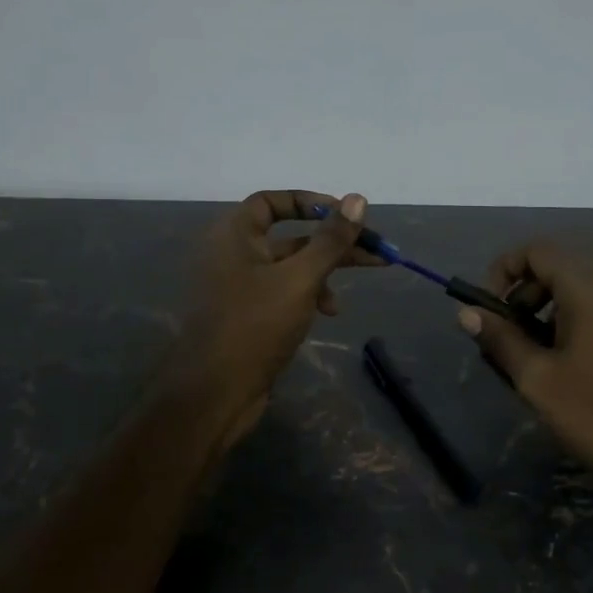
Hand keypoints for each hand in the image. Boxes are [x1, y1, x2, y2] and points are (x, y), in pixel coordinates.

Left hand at [166, 190, 375, 444]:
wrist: (214, 393)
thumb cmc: (255, 325)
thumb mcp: (300, 278)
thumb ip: (330, 240)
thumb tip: (357, 199)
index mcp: (234, 234)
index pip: (272, 201)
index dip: (309, 202)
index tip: (345, 214)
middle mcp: (233, 254)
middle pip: (290, 236)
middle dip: (333, 243)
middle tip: (377, 250)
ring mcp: (239, 287)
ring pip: (291, 267)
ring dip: (325, 273)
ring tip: (354, 290)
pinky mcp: (247, 315)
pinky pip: (283, 292)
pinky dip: (308, 296)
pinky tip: (327, 313)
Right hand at [456, 241, 592, 499]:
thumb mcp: (536, 378)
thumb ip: (500, 338)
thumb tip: (466, 313)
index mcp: (589, 290)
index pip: (538, 250)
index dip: (504, 269)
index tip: (489, 309)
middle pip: (557, 266)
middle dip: (522, 293)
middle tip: (506, 335)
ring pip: (577, 290)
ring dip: (544, 310)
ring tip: (530, 355)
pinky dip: (569, 323)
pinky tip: (562, 366)